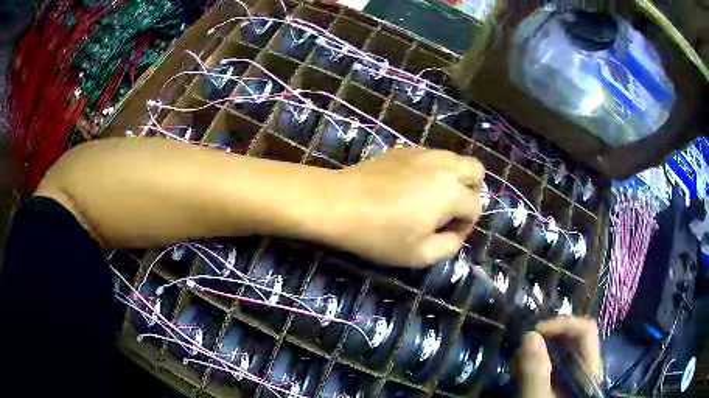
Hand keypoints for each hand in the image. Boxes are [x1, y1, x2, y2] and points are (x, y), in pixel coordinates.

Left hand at [331, 148, 483, 266]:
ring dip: (453, 178)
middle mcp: (444, 166)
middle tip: (449, 210)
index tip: (445, 235)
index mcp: (453, 193)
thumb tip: (456, 234)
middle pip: (476, 170)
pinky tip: (409, 186)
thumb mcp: (420, 254)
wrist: (339, 203)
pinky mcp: (403, 149)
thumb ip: (450, 246)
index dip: (465, 226)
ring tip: (431, 198)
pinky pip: (430, 156)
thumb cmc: (380, 234)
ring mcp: (423, 153)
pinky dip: (432, 170)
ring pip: (454, 159)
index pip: (476, 207)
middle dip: (470, 191)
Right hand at [516, 317, 602, 397]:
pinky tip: (520, 374)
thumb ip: (535, 372)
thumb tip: (529, 335)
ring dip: (537, 352)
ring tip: (516, 367)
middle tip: (520, 352)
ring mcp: (574, 375)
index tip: (534, 333)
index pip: (586, 330)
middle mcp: (585, 367)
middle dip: (545, 339)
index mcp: (589, 369)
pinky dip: (535, 364)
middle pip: (572, 338)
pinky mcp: (562, 383)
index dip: (563, 324)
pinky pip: (552, 364)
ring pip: (560, 350)